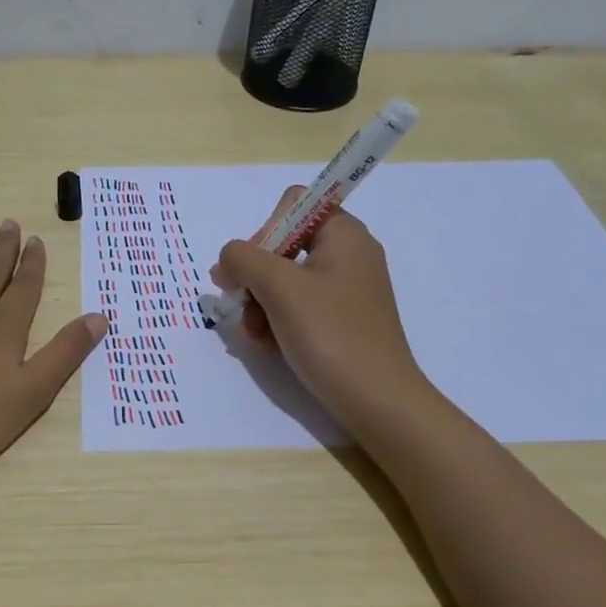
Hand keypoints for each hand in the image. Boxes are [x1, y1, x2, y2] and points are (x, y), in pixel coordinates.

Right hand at [209, 187, 425, 429]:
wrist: (378, 401)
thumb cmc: (330, 333)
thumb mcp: (279, 287)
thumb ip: (243, 259)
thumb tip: (227, 259)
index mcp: (344, 234)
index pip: (294, 205)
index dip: (266, 229)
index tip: (251, 266)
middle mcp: (349, 255)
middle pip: (285, 244)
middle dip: (255, 275)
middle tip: (238, 302)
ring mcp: (346, 290)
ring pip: (286, 280)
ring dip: (260, 303)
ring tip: (252, 333)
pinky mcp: (342, 320)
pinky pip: (299, 306)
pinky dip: (277, 320)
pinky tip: (265, 344)